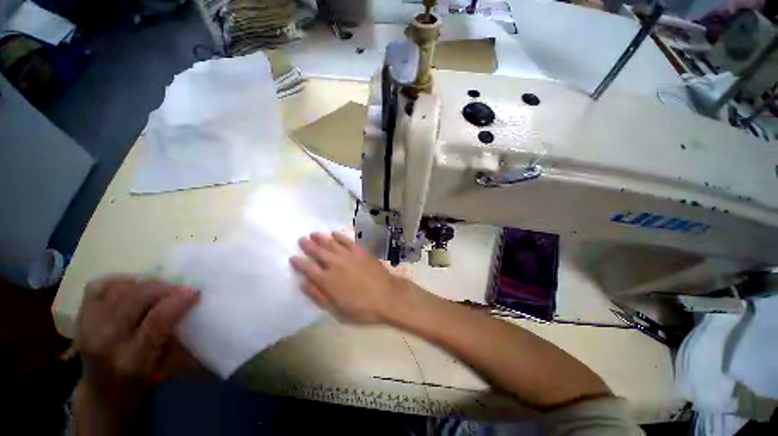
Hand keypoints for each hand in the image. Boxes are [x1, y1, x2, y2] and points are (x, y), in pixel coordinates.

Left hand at [76, 277, 198, 394]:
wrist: (104, 389)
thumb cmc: (146, 377)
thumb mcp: (168, 364)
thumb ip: (179, 334)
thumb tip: (196, 304)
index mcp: (132, 361)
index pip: (156, 321)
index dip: (178, 301)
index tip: (195, 291)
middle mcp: (105, 343)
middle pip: (135, 299)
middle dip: (163, 288)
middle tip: (179, 288)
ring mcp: (87, 328)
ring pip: (118, 289)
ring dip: (144, 284)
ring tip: (158, 289)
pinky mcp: (79, 316)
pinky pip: (99, 286)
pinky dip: (121, 282)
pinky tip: (133, 288)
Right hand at [290, 232, 406, 323]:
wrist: (386, 296)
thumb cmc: (361, 308)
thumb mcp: (336, 309)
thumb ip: (318, 295)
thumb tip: (303, 283)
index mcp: (327, 280)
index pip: (308, 268)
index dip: (299, 262)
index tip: (292, 257)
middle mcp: (335, 264)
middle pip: (318, 252)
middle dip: (308, 245)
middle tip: (301, 239)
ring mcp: (348, 256)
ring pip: (331, 243)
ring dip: (321, 238)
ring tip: (314, 234)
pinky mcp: (360, 251)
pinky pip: (347, 241)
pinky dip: (340, 236)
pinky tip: (335, 233)